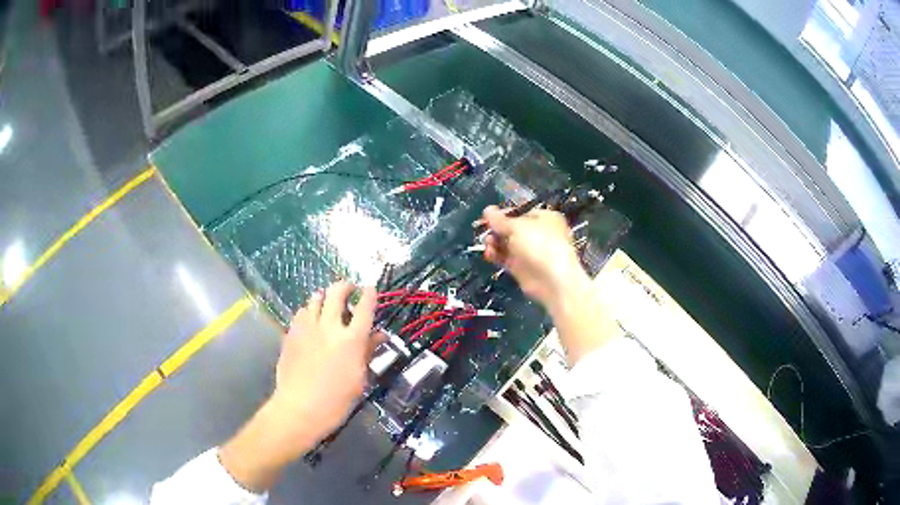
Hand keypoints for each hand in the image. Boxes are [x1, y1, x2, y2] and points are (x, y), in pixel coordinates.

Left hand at [220, 282, 380, 490]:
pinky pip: (301, 312)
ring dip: (325, 296)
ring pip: (315, 298)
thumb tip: (379, 335)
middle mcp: (329, 327)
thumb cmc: (337, 400)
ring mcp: (307, 328)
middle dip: (345, 285)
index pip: (365, 307)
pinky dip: (309, 311)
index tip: (371, 288)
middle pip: (337, 292)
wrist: (300, 408)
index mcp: (351, 339)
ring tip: (328, 302)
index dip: (370, 294)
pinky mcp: (291, 333)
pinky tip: (310, 321)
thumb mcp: (359, 378)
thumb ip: (367, 352)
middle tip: (350, 288)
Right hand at [482, 205, 588, 307]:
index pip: (521, 212)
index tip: (489, 216)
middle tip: (486, 230)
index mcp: (545, 218)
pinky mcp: (522, 268)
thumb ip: (500, 220)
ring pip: (508, 244)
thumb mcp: (518, 227)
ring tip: (487, 243)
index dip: (504, 214)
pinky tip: (488, 254)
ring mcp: (530, 252)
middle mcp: (538, 234)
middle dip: (497, 230)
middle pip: (512, 229)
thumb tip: (487, 210)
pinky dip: (497, 255)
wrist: (552, 280)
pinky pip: (506, 258)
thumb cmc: (540, 244)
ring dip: (495, 242)